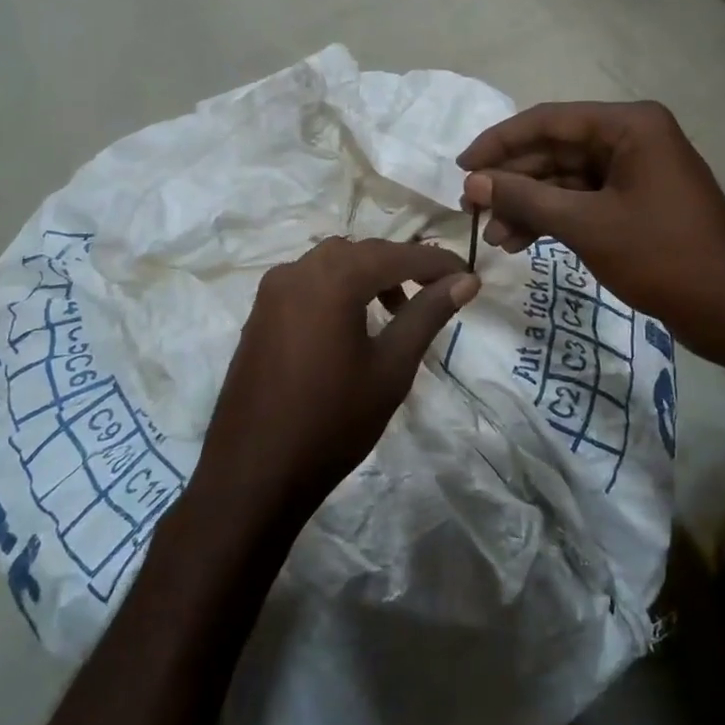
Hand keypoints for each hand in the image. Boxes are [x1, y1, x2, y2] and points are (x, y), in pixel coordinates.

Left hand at [196, 238, 479, 520]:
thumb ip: (428, 314)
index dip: (438, 263)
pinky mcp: (260, 313)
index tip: (470, 277)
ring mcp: (272, 290)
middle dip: (402, 266)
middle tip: (436, 293)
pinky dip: (339, 288)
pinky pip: (308, 282)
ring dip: (369, 275)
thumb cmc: (334, 421)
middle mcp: (298, 270)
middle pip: (363, 252)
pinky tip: (353, 323)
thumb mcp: (392, 367)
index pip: (398, 255)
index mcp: (333, 278)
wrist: (254, 472)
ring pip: (333, 263)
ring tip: (396, 311)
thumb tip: (466, 280)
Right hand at [458, 101, 724, 362]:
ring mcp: (635, 172)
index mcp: (629, 125)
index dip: (499, 143)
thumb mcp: (587, 225)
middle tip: (471, 209)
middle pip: (555, 149)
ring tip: (494, 237)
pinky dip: (552, 219)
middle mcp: (632, 138)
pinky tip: (520, 243)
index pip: (548, 120)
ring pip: (565, 179)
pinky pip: (582, 201)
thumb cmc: (662, 257)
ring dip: (528, 205)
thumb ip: (526, 198)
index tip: (460, 167)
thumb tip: (473, 181)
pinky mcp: (635, 203)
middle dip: (513, 181)